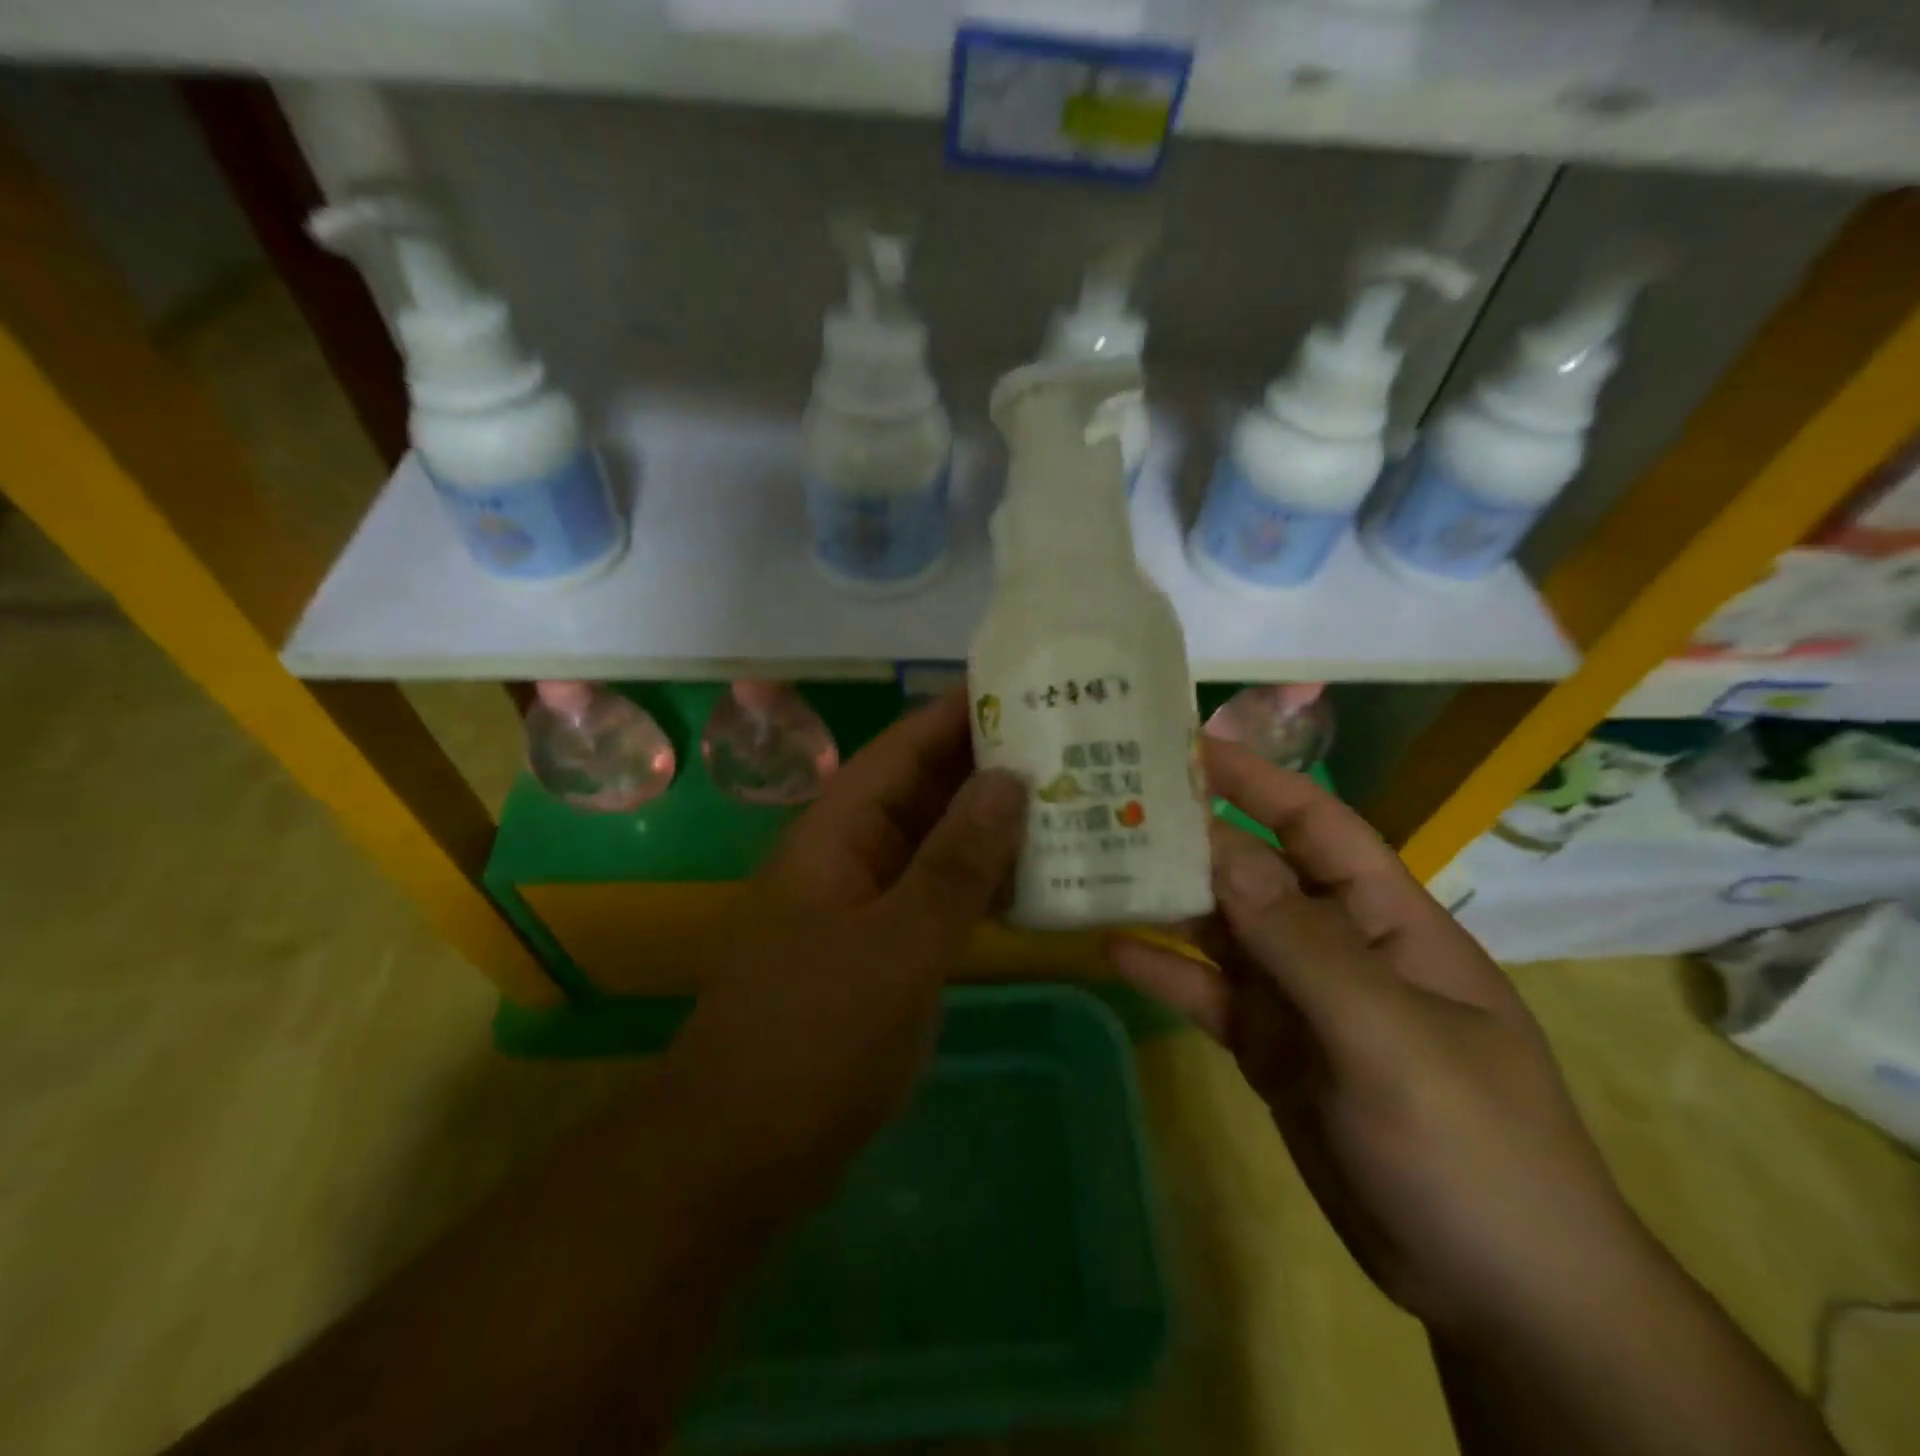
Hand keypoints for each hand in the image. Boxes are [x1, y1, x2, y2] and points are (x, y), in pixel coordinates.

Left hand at [663, 689, 1026, 1204]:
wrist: (743, 1152)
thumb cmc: (815, 1038)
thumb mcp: (897, 946)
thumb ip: (956, 862)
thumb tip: (1009, 779)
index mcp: (838, 831)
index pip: (906, 747)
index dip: (962, 712)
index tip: (1029, 686)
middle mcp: (851, 853)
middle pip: (926, 791)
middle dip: (993, 768)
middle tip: (1075, 746)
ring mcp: (866, 903)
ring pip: (937, 845)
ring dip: (995, 828)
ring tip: (1075, 803)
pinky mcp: (882, 949)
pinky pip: (938, 897)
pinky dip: (982, 885)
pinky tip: (1039, 884)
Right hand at [1109, 740, 1654, 1338]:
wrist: (1498, 1290)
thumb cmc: (1473, 1146)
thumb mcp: (1391, 1039)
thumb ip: (1305, 947)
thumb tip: (1227, 857)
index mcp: (1384, 919)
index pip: (1316, 824)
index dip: (1256, 781)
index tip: (1188, 748)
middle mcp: (1336, 944)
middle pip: (1253, 873)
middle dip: (1190, 840)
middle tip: (1109, 806)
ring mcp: (1299, 998)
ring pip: (1222, 932)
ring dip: (1167, 902)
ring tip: (1095, 867)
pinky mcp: (1270, 1048)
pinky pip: (1210, 995)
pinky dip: (1167, 972)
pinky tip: (1112, 951)